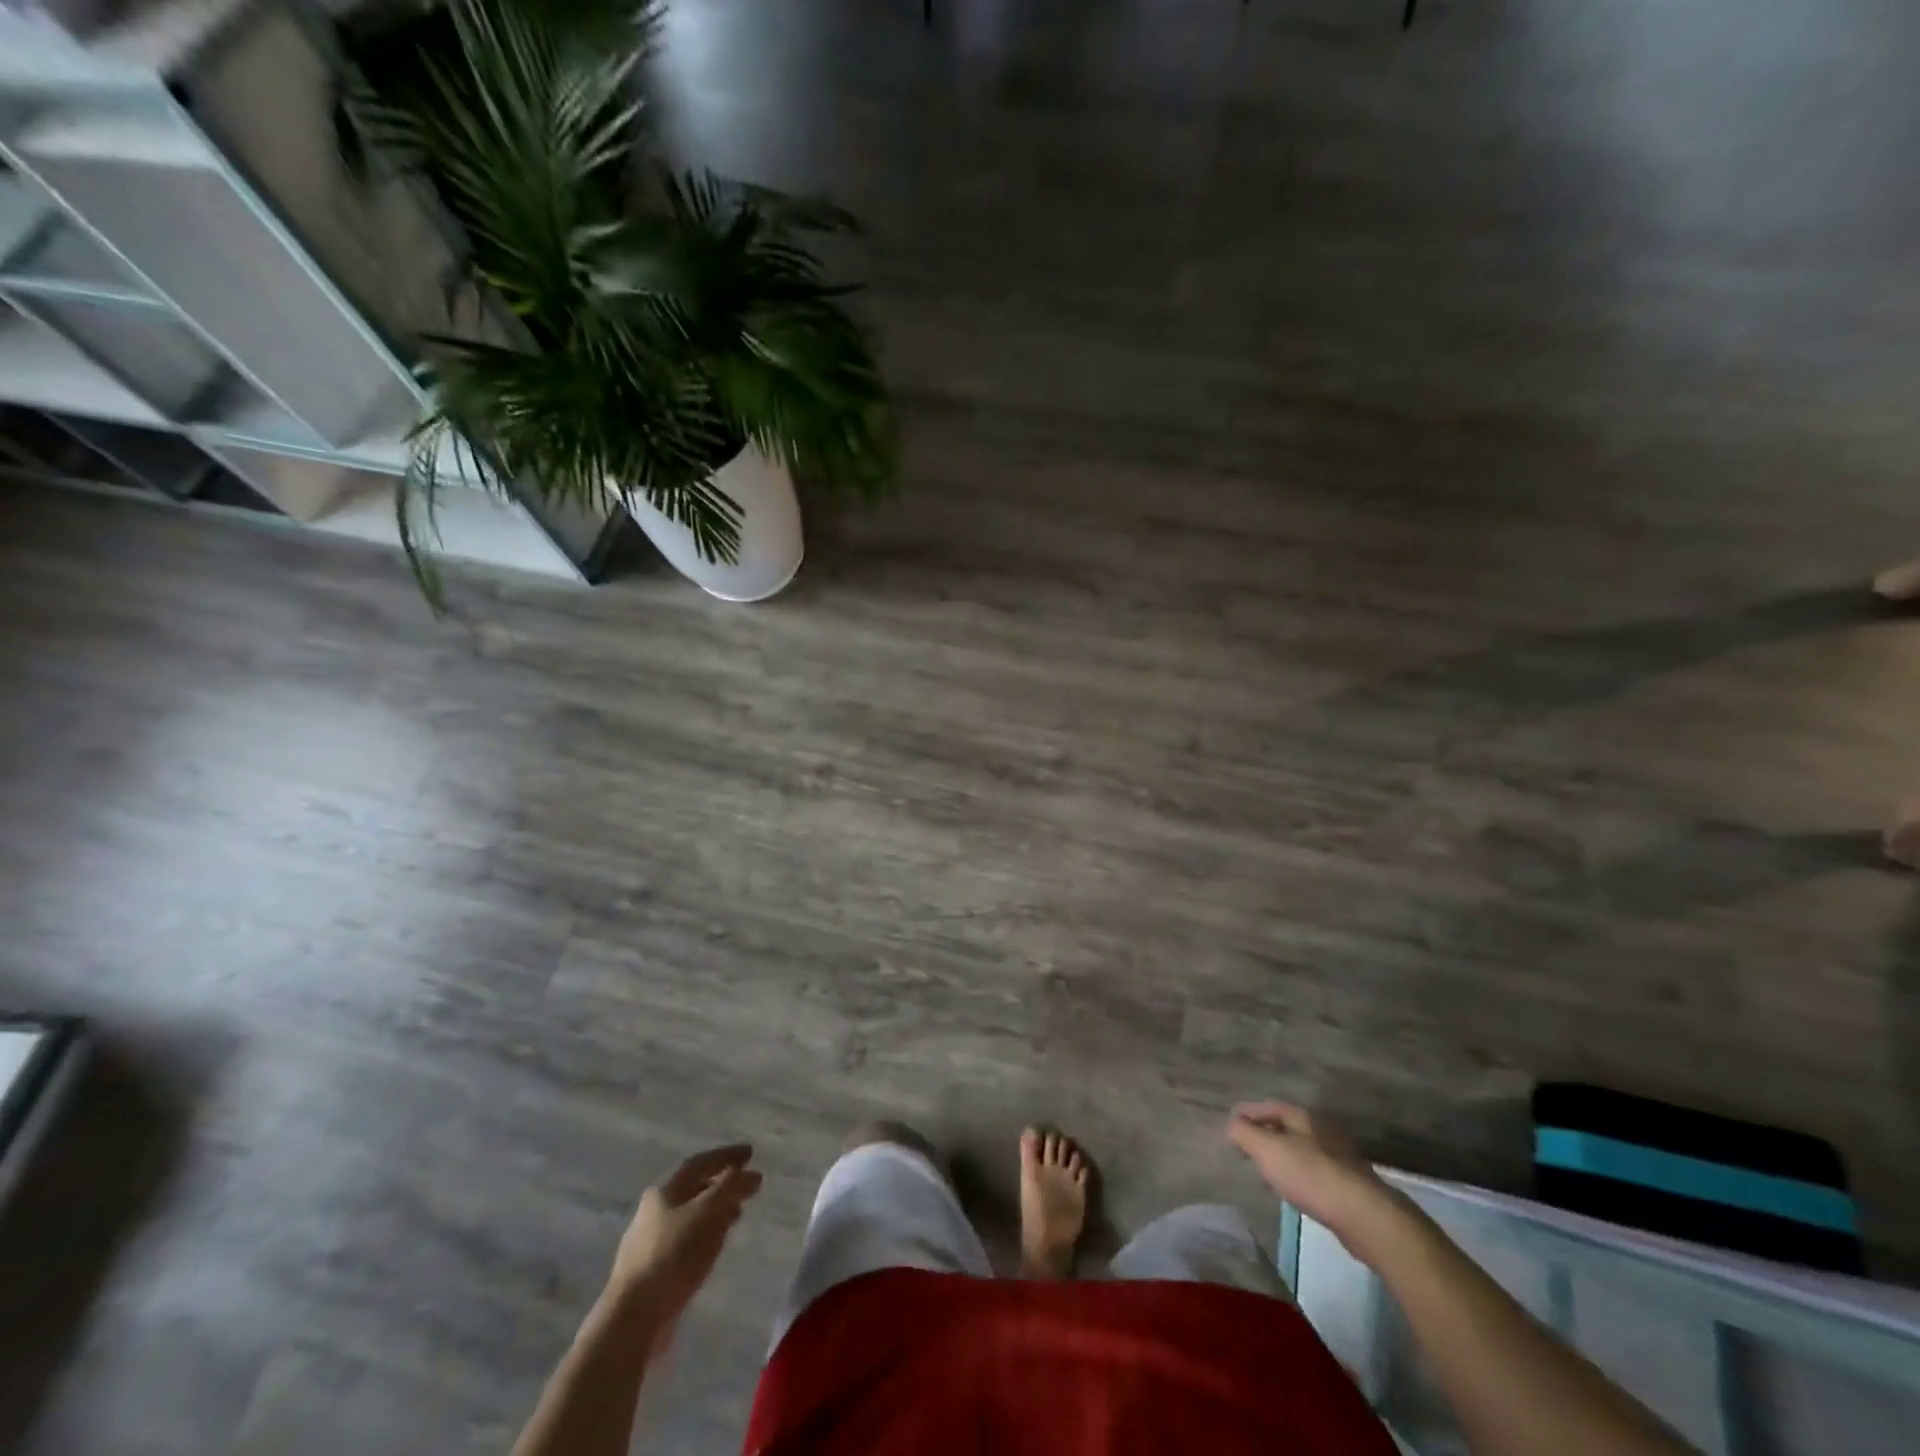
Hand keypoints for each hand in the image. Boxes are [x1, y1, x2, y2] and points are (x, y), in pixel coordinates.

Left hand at [613, 1144, 762, 1320]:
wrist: (633, 1318)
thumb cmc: (674, 1254)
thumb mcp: (708, 1212)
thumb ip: (730, 1188)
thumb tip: (749, 1173)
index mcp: (664, 1191)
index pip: (699, 1163)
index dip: (726, 1155)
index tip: (751, 1153)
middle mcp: (653, 1211)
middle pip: (694, 1188)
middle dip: (722, 1184)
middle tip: (748, 1185)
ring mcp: (650, 1242)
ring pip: (691, 1216)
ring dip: (716, 1210)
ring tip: (738, 1214)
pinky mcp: (653, 1271)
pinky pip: (686, 1241)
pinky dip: (706, 1234)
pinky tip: (716, 1245)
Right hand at [1225, 1102, 1408, 1262]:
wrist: (1365, 1216)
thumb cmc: (1310, 1175)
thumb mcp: (1267, 1150)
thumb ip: (1244, 1133)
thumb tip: (1231, 1124)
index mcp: (1303, 1117)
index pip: (1269, 1106)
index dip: (1248, 1113)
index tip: (1231, 1123)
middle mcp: (1322, 1131)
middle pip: (1287, 1126)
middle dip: (1266, 1133)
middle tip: (1246, 1146)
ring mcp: (1340, 1158)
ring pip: (1302, 1149)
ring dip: (1283, 1155)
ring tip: (1267, 1170)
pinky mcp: (1350, 1185)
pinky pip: (1315, 1171)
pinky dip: (1299, 1175)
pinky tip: (1295, 1190)